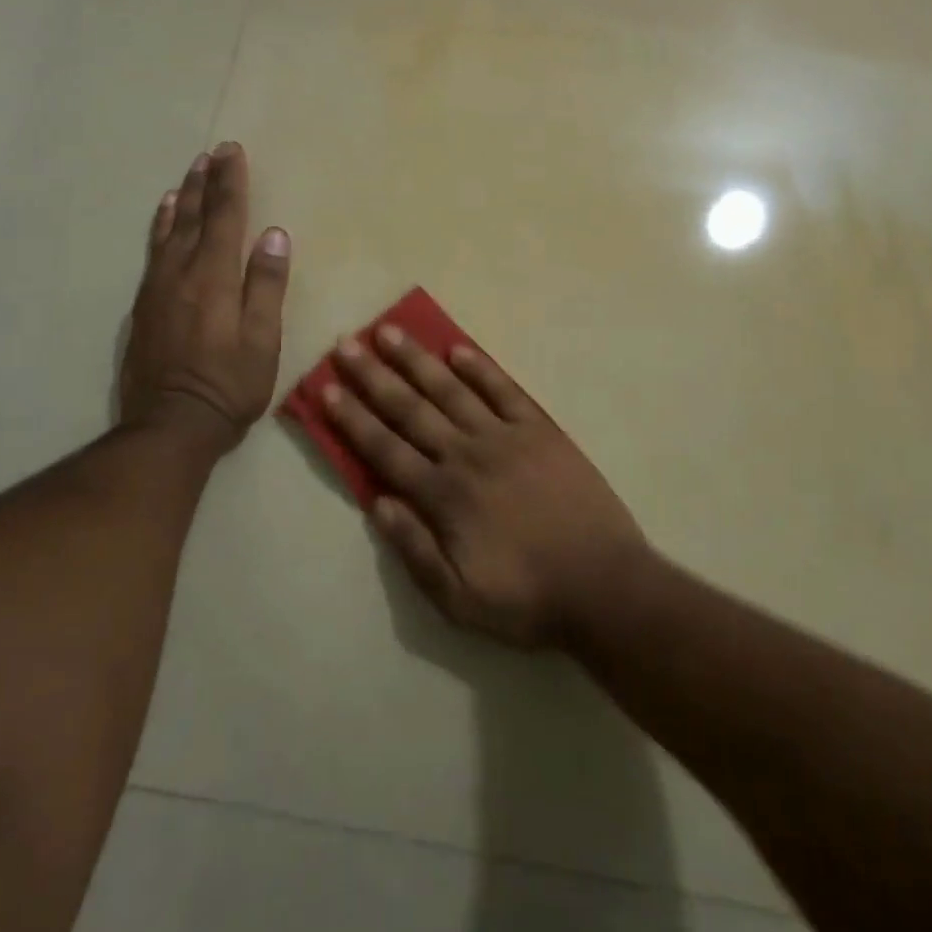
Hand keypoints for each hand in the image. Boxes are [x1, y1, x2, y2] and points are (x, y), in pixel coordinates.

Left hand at [120, 143, 289, 453]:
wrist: (170, 425)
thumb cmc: (229, 385)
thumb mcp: (262, 340)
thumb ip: (267, 285)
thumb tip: (275, 235)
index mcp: (215, 277)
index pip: (226, 218)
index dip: (231, 183)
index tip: (232, 151)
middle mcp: (182, 272)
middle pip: (196, 217)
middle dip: (207, 182)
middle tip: (212, 152)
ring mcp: (158, 288)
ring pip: (170, 230)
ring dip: (183, 199)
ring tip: (189, 174)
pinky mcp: (144, 305)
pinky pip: (153, 251)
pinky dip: (161, 226)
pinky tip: (164, 217)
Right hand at [323, 327, 646, 648]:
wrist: (604, 586)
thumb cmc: (527, 598)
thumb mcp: (459, 599)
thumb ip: (415, 550)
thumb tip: (377, 502)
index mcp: (444, 496)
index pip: (385, 449)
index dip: (353, 418)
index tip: (327, 387)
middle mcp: (467, 455)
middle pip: (411, 409)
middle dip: (374, 376)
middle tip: (346, 344)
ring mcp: (506, 437)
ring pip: (451, 390)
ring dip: (418, 360)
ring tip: (390, 332)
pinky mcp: (541, 430)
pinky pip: (505, 391)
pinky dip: (480, 368)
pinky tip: (458, 349)